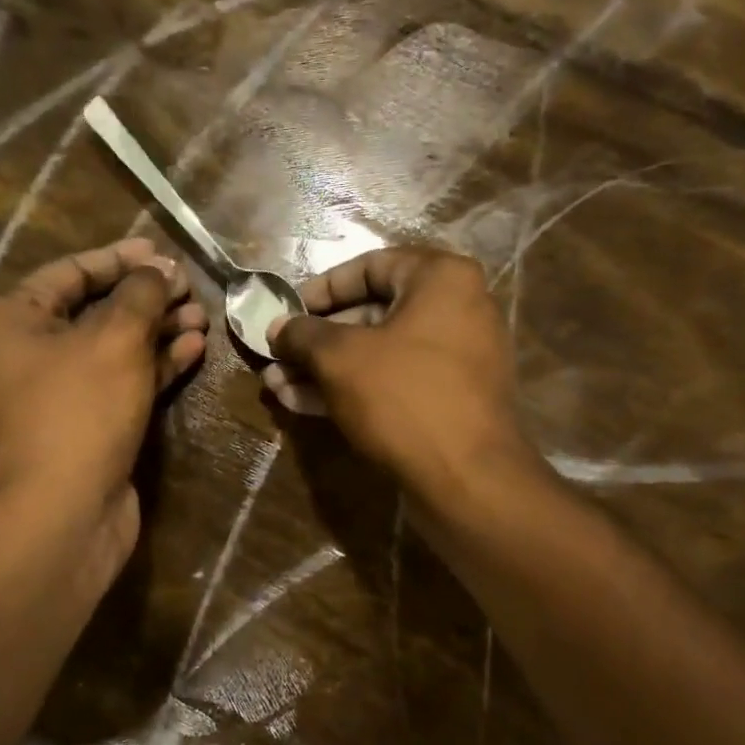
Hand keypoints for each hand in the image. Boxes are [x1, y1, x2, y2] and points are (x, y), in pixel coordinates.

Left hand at [0, 237, 207, 578]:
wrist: (66, 510)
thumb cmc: (80, 410)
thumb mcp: (114, 339)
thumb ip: (140, 294)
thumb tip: (160, 271)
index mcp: (15, 319)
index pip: (71, 272)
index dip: (120, 258)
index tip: (163, 252)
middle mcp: (32, 352)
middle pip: (97, 310)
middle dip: (147, 298)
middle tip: (191, 288)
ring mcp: (62, 393)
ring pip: (117, 348)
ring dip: (159, 331)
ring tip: (203, 317)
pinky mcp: (92, 425)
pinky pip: (126, 382)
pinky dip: (158, 365)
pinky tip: (194, 349)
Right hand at [263, 246, 536, 495]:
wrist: (467, 479)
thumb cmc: (403, 398)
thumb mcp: (340, 359)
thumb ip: (303, 335)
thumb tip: (277, 328)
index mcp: (442, 279)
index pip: (370, 266)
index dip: (321, 289)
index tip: (287, 312)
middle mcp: (457, 309)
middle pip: (372, 313)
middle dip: (316, 340)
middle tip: (276, 356)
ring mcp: (457, 358)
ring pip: (378, 354)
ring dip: (325, 369)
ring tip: (276, 385)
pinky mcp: (449, 400)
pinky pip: (394, 382)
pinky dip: (352, 388)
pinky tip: (303, 403)